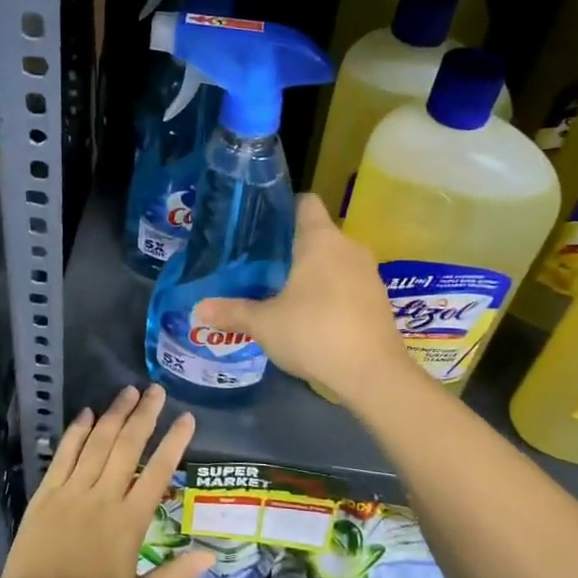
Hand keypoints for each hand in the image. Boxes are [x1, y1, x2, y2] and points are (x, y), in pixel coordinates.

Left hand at [0, 385, 210, 577]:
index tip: (187, 418)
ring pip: (97, 443)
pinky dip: (76, 432)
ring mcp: (71, 492)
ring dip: (114, 415)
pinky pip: (64, 455)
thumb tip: (212, 554)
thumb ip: (174, 575)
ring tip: (128, 391)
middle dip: (144, 415)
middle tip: (157, 390)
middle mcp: (103, 498)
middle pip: (128, 446)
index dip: (174, 442)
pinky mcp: (46, 494)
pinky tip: (87, 413)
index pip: (158, 472)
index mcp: (129, 523)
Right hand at [193, 193, 411, 402]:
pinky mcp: (378, 300)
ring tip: (281, 289)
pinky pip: (348, 283)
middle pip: (317, 233)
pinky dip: (330, 291)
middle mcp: (348, 247)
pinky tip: (310, 314)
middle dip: (290, 245)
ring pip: (334, 260)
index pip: (305, 202)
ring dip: (312, 271)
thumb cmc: (315, 333)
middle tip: (259, 263)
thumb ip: (232, 312)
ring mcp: (368, 274)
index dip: (283, 208)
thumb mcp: (265, 324)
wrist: (374, 374)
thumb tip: (199, 309)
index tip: (260, 225)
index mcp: (321, 240)